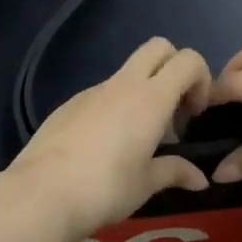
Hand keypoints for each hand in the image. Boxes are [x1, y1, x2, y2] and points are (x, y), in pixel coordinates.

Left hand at [8, 38, 211, 241]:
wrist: (40, 193)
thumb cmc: (104, 189)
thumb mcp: (146, 185)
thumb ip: (176, 172)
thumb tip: (200, 180)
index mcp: (150, 98)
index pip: (188, 60)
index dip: (200, 80)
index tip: (194, 115)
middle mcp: (123, 84)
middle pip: (159, 48)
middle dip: (174, 69)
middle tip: (173, 113)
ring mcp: (92, 91)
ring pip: (129, 72)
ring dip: (144, 92)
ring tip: (139, 140)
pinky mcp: (69, 104)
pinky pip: (103, 93)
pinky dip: (116, 107)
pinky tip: (105, 147)